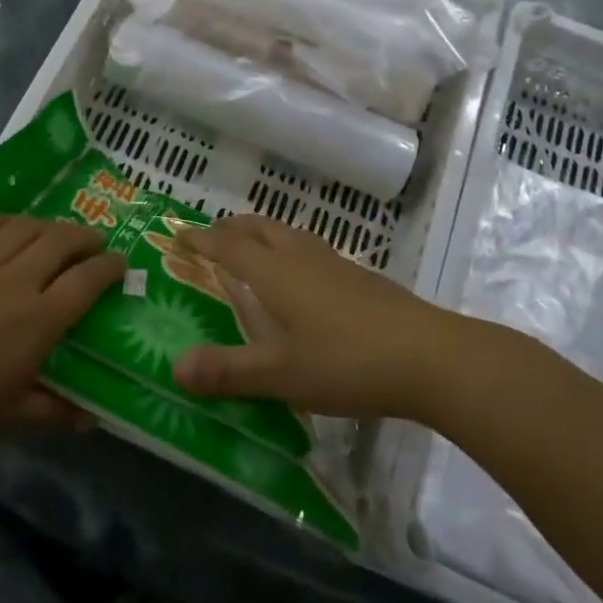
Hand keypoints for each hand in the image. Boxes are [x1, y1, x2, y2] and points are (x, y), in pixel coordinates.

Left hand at [0, 215, 123, 484]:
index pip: (87, 281)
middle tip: (93, 243)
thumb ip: (51, 409)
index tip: (120, 263)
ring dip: (47, 225)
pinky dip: (1, 220)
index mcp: (36, 323)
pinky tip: (6, 226)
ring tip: (55, 233)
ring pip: (22, 228)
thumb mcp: (3, 418)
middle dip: (84, 238)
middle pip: (60, 242)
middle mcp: (12, 283)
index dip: (109, 267)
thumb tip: (93, 419)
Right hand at [170, 215, 459, 419]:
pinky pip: (308, 248)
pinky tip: (298, 279)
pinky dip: (286, 249)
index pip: (228, 245)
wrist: (428, 356)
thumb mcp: (281, 374)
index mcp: (275, 273)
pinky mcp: (358, 277)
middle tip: (210, 239)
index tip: (177, 233)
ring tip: (250, 250)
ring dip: (260, 234)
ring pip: (287, 233)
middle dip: (229, 228)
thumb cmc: (347, 362)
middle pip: (258, 227)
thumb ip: (228, 371)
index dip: (200, 239)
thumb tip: (174, 367)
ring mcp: (333, 263)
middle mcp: (300, 257)